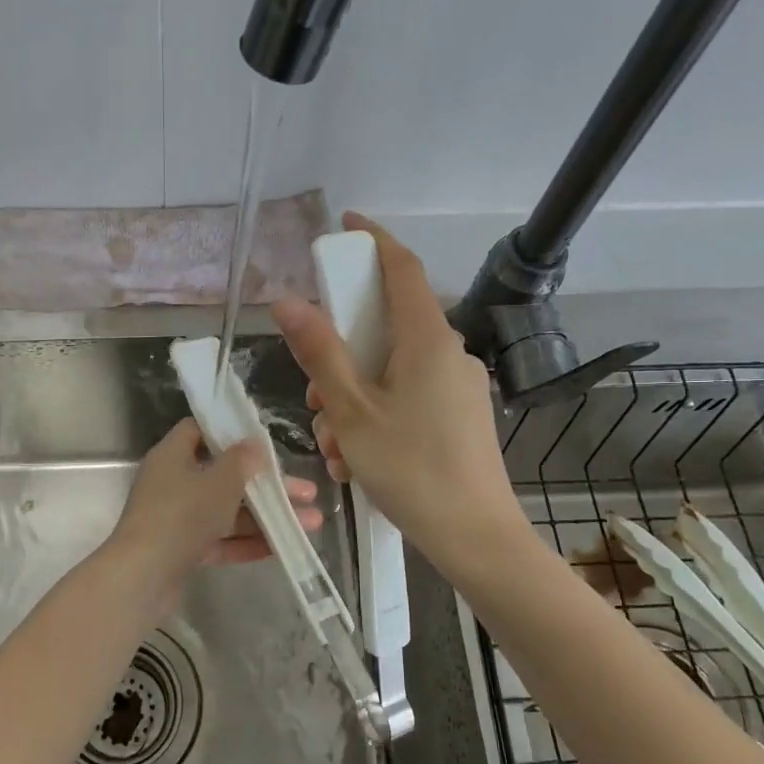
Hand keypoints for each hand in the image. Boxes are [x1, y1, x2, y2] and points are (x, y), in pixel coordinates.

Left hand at [102, 418, 321, 611]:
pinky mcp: (181, 550)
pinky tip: (281, 547)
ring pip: (226, 511)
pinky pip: (219, 539)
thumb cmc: (181, 516)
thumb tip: (253, 443)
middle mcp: (173, 482)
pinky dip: (246, 542)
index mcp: (173, 456)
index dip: (230, 431)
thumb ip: (241, 461)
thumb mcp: (218, 482)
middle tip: (307, 491)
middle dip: (266, 485)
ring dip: (265, 516)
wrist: (142, 579)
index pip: (199, 430)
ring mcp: (176, 518)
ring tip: (310, 523)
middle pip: (224, 475)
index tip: (263, 440)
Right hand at [271, 213, 522, 577]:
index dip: (372, 241)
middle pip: (386, 327)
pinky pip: (407, 397)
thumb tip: (287, 300)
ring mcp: (456, 386)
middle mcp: (447, 353)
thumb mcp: (351, 411)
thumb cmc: (410, 468)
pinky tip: (357, 460)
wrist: (476, 537)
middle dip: (340, 354)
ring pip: (390, 370)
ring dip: (352, 398)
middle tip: (313, 396)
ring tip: (335, 449)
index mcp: (427, 339)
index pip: (401, 268)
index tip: (344, 226)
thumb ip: (319, 352)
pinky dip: (375, 416)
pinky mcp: (458, 416)